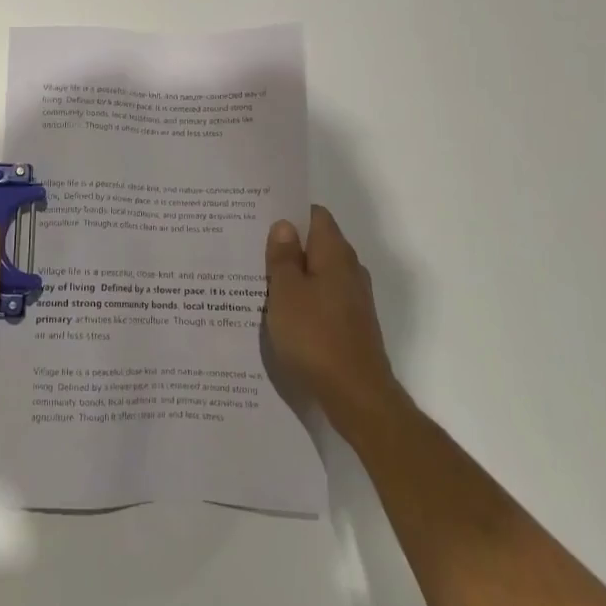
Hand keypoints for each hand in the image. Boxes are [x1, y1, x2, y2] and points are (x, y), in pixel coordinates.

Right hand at [265, 206, 402, 429]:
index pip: (315, 215)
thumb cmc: (315, 336)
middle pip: (316, 244)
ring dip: (293, 274)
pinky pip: (322, 298)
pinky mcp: (350, 324)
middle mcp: (350, 270)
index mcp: (335, 254)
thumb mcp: (286, 292)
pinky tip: (279, 312)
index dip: (289, 212)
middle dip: (287, 244)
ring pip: (318, 273)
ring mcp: (353, 298)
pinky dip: (302, 298)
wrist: (355, 394)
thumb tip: (285, 225)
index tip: (260, 216)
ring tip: (256, 278)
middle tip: (250, 246)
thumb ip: (283, 257)